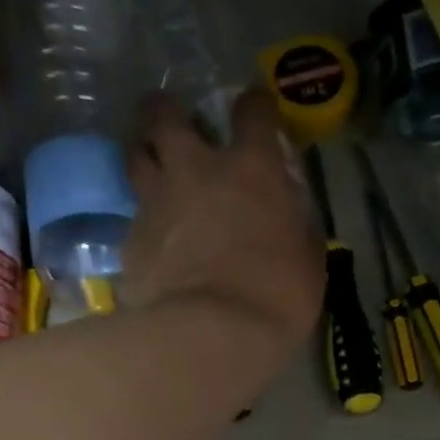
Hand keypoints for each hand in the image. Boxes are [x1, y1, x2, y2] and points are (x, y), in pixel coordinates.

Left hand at [124, 87, 324, 355]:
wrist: (214, 334)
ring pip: (136, 155)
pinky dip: (144, 219)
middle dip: (168, 110)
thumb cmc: (277, 297)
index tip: (256, 109)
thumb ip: (296, 228)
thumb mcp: (308, 261)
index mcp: (252, 169)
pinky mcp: (132, 239)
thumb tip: (291, 220)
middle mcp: (197, 169)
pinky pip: (134, 216)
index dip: (255, 105)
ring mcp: (157, 201)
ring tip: (153, 166)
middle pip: (166, 115)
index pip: (253, 111)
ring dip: (144, 153)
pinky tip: (153, 238)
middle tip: (174, 121)